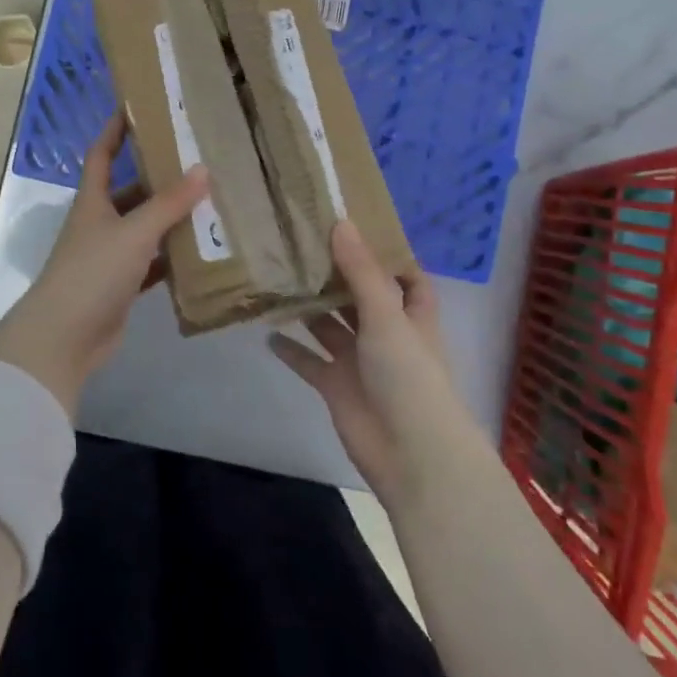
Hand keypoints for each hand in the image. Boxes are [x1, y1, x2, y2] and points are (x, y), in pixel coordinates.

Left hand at [0, 115, 207, 418]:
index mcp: (93, 201)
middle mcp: (99, 223)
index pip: (102, 154)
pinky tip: (200, 251)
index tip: (136, 107)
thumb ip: (169, 204)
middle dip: (158, 177)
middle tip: (196, 160)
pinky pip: (151, 263)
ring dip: (170, 218)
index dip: (116, 130)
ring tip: (209, 200)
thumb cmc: (93, 272)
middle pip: (129, 191)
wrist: (64, 338)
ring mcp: (109, 256)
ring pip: (143, 228)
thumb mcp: (134, 232)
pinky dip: (172, 257)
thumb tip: (203, 169)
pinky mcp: (121, 286)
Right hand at [271, 222, 478, 506]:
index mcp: (410, 315)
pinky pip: (309, 361)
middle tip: (300, 243)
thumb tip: (340, 223)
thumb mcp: (386, 316)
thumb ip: (360, 271)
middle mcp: (385, 334)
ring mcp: (360, 361)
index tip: (355, 229)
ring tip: (277, 277)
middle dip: (335, 275)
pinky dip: (291, 349)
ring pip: (330, 326)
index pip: (406, 278)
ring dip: (308, 307)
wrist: (410, 454)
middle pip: (359, 297)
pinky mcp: (337, 386)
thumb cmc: (408, 375)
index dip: (387, 256)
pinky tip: (266, 330)